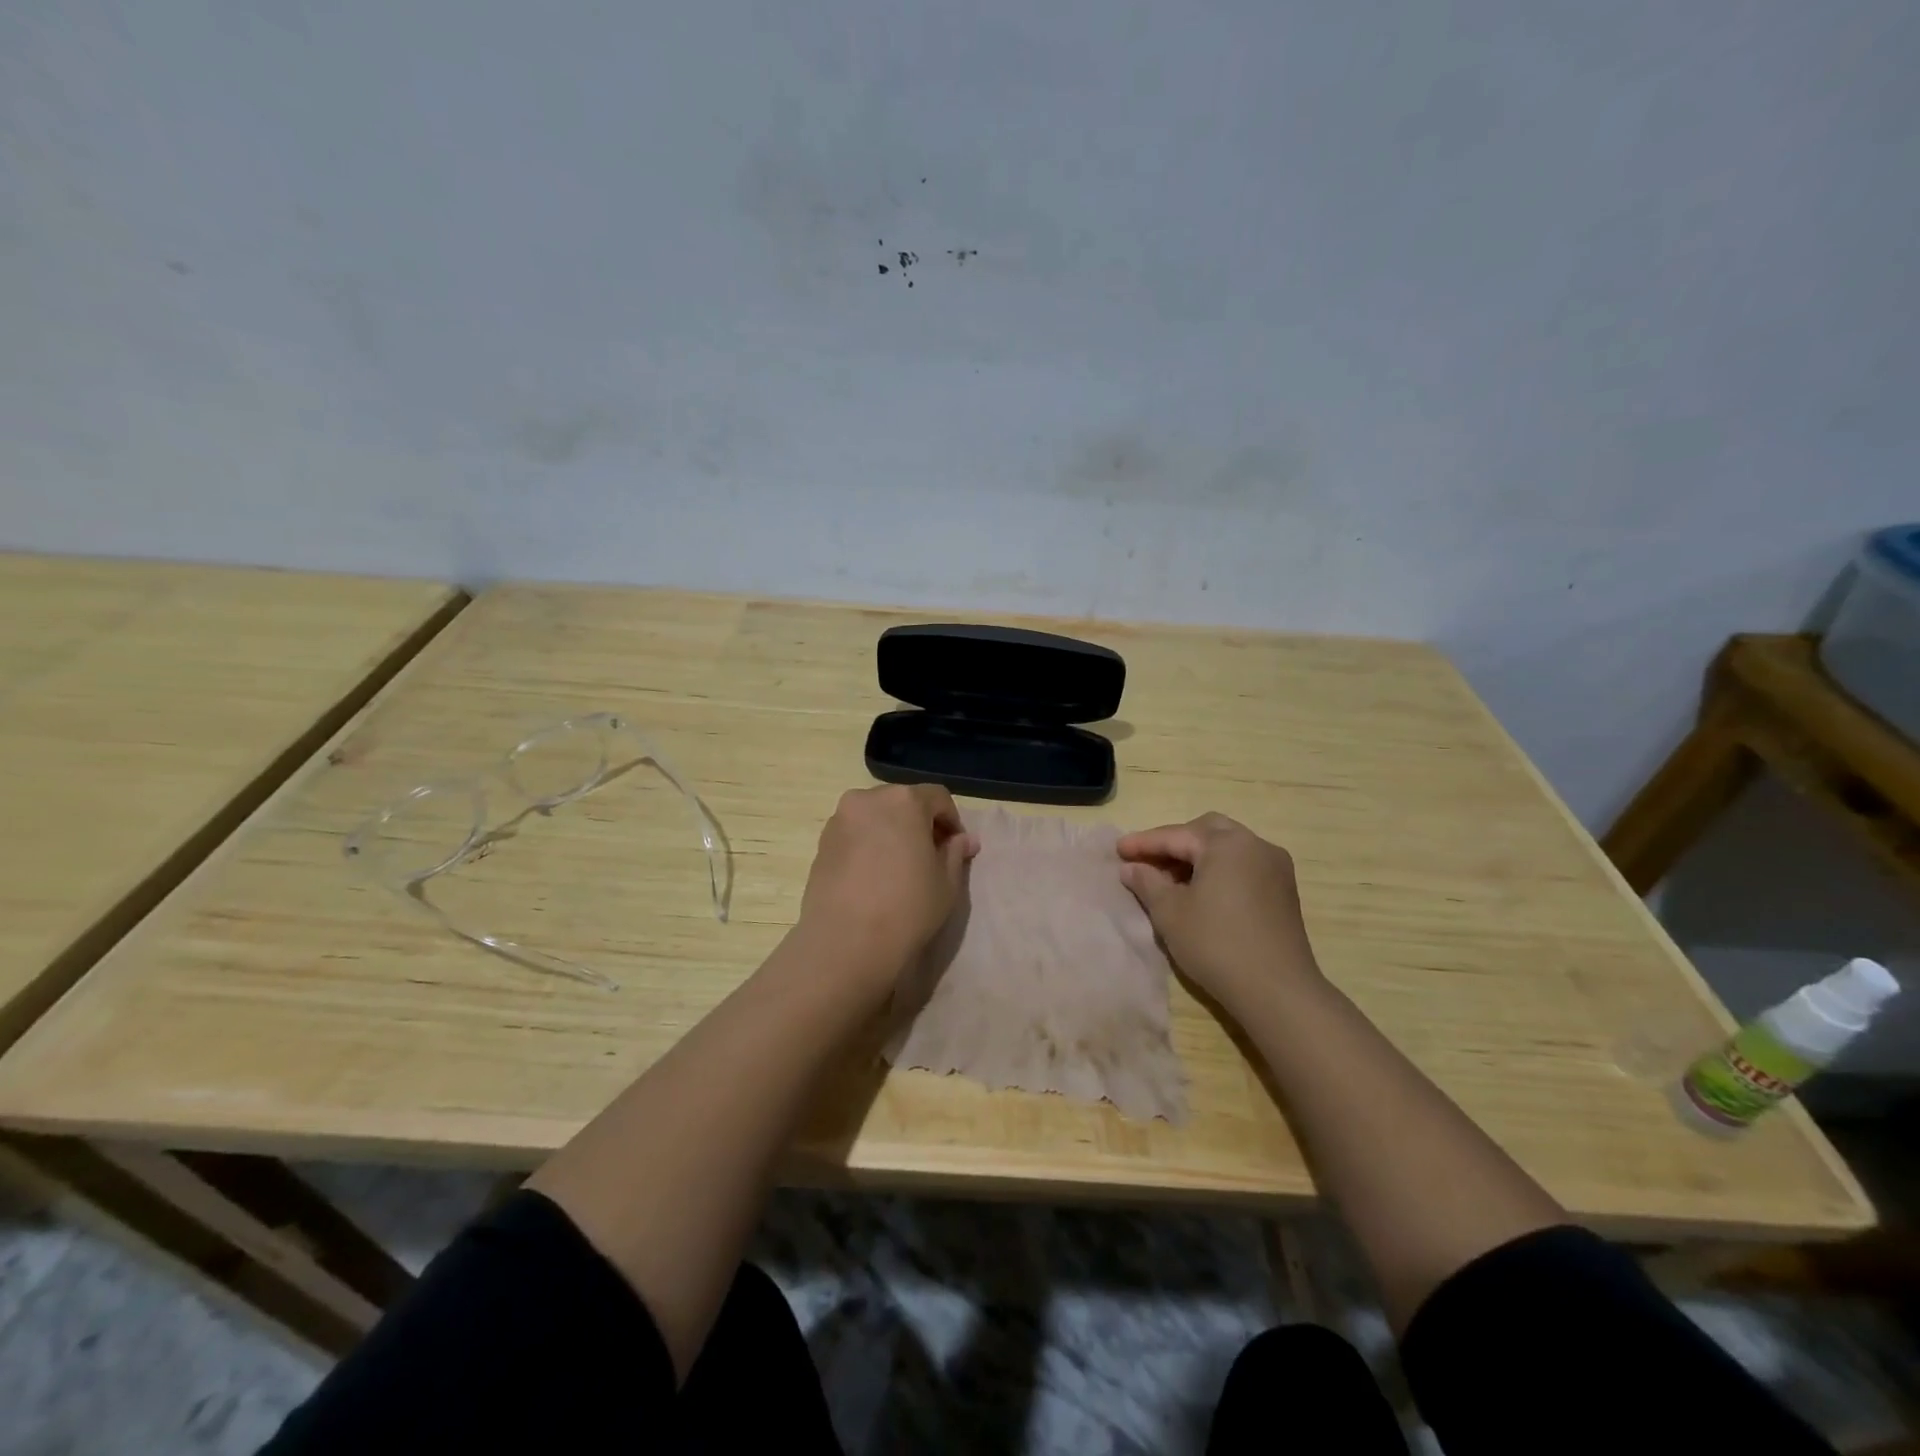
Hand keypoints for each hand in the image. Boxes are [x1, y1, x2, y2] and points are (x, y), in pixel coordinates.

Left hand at [798, 785, 979, 987]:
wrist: (846, 943)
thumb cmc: (907, 908)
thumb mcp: (947, 882)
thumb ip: (955, 852)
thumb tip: (963, 840)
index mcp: (904, 800)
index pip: (938, 798)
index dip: (952, 821)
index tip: (956, 848)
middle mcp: (867, 799)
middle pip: (903, 802)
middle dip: (920, 823)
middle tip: (930, 856)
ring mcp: (840, 820)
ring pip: (875, 816)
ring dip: (892, 832)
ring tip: (900, 868)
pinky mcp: (821, 843)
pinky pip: (854, 834)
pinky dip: (869, 844)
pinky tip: (874, 877)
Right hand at [1116, 813, 1321, 1015]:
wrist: (1277, 991)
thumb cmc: (1216, 944)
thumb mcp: (1170, 912)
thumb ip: (1147, 882)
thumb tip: (1131, 867)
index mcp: (1227, 844)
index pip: (1176, 836)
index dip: (1143, 843)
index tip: (1117, 850)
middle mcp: (1255, 845)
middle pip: (1206, 831)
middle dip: (1174, 842)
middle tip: (1147, 860)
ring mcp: (1275, 867)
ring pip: (1228, 847)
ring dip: (1197, 856)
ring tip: (1170, 879)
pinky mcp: (1284, 890)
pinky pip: (1243, 865)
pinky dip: (1219, 869)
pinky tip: (1201, 892)